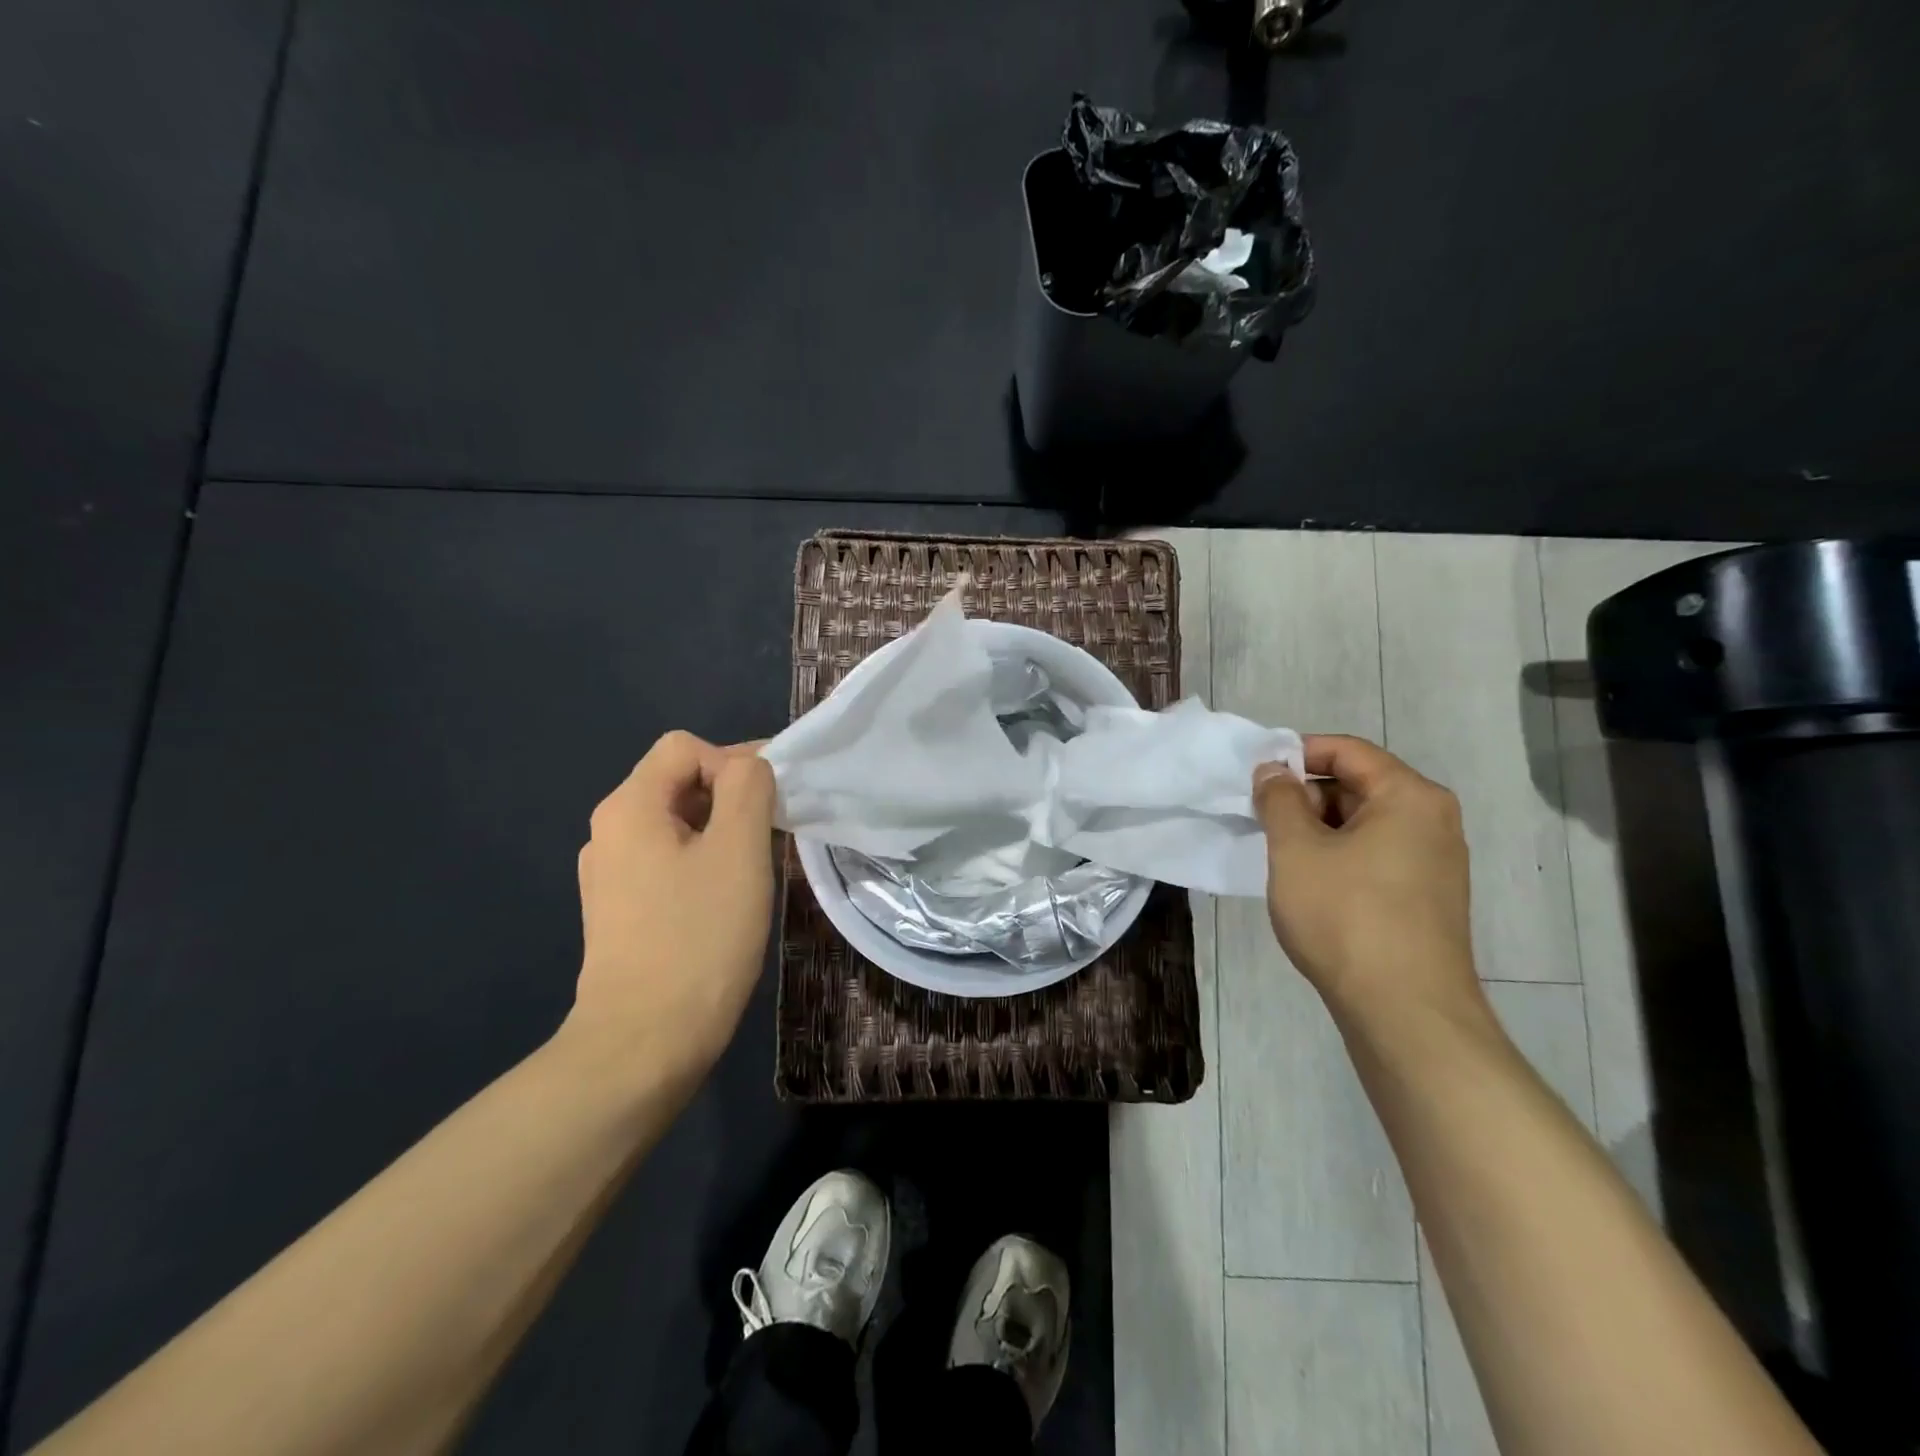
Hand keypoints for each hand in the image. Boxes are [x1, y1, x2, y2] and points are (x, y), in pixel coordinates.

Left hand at [565, 731, 776, 1084]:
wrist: (643, 1044)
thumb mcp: (738, 852)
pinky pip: (666, 860)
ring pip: (676, 824)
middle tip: (771, 837)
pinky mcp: (619, 909)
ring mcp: (609, 873)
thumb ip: (748, 789)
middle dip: (731, 796)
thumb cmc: (698, 938)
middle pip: (678, 781)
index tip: (769, 806)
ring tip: (752, 871)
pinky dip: (702, 862)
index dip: (733, 761)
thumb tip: (748, 767)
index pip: (685, 747)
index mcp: (629, 807)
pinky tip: (724, 900)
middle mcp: (609, 831)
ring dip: (721, 831)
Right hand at [1252, 734, 1478, 1022]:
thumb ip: (1278, 799)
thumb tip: (1273, 770)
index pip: (1347, 750)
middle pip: (1357, 785)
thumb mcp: (1296, 849)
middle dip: (1304, 797)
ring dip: (1317, 830)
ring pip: (1363, 824)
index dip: (1296, 754)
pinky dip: (1338, 857)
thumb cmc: (1346, 916)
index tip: (1255, 776)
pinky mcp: (1427, 898)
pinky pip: (1375, 856)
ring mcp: (1435, 863)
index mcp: (1409, 797)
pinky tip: (1309, 886)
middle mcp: (1432, 821)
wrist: (1405, 1012)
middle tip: (1261, 820)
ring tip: (1280, 856)